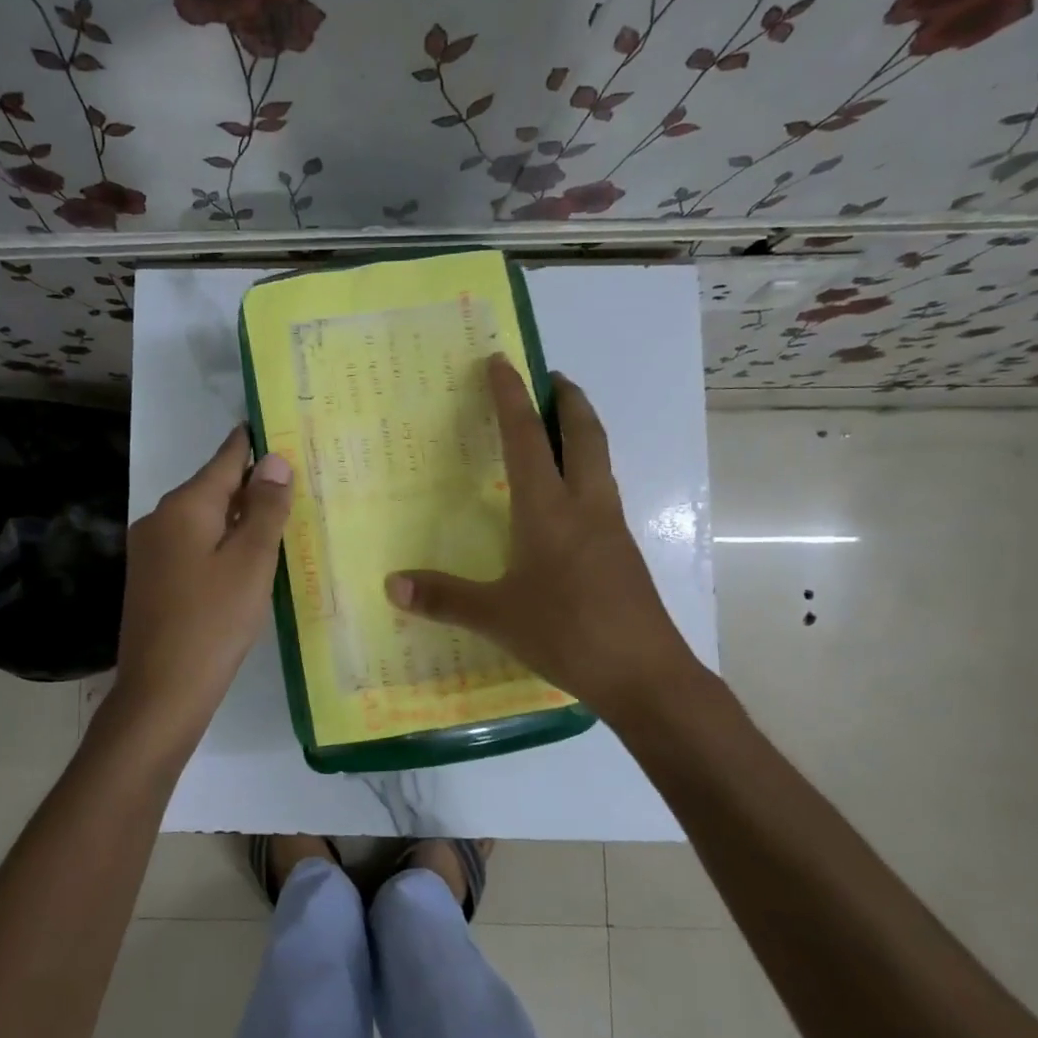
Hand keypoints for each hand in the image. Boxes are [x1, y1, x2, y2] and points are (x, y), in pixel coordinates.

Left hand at [109, 427, 293, 743]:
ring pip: (202, 519)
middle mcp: (160, 519)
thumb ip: (264, 508)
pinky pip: (192, 545)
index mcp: (184, 507)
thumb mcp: (251, 562)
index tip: (273, 424)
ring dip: (236, 516)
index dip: (251, 443)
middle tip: (293, 477)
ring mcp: (150, 551)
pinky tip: (243, 558)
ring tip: (277, 515)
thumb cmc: (214, 622)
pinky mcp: (151, 579)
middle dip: (250, 483)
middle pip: (212, 488)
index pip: (225, 459)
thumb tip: (273, 459)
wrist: (160, 692)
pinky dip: (220, 542)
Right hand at [384, 354, 708, 730]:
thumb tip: (391, 584)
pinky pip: (603, 492)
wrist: (646, 675)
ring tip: (560, 426)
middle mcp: (585, 506)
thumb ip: (444, 598)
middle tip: (553, 377)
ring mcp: (610, 528)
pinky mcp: (623, 552)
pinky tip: (569, 498)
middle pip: (585, 435)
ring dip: (583, 432)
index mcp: (549, 510)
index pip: (527, 438)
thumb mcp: (498, 617)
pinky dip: (587, 471)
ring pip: (600, 462)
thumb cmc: (568, 633)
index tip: (501, 361)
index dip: (511, 397)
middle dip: (569, 400)